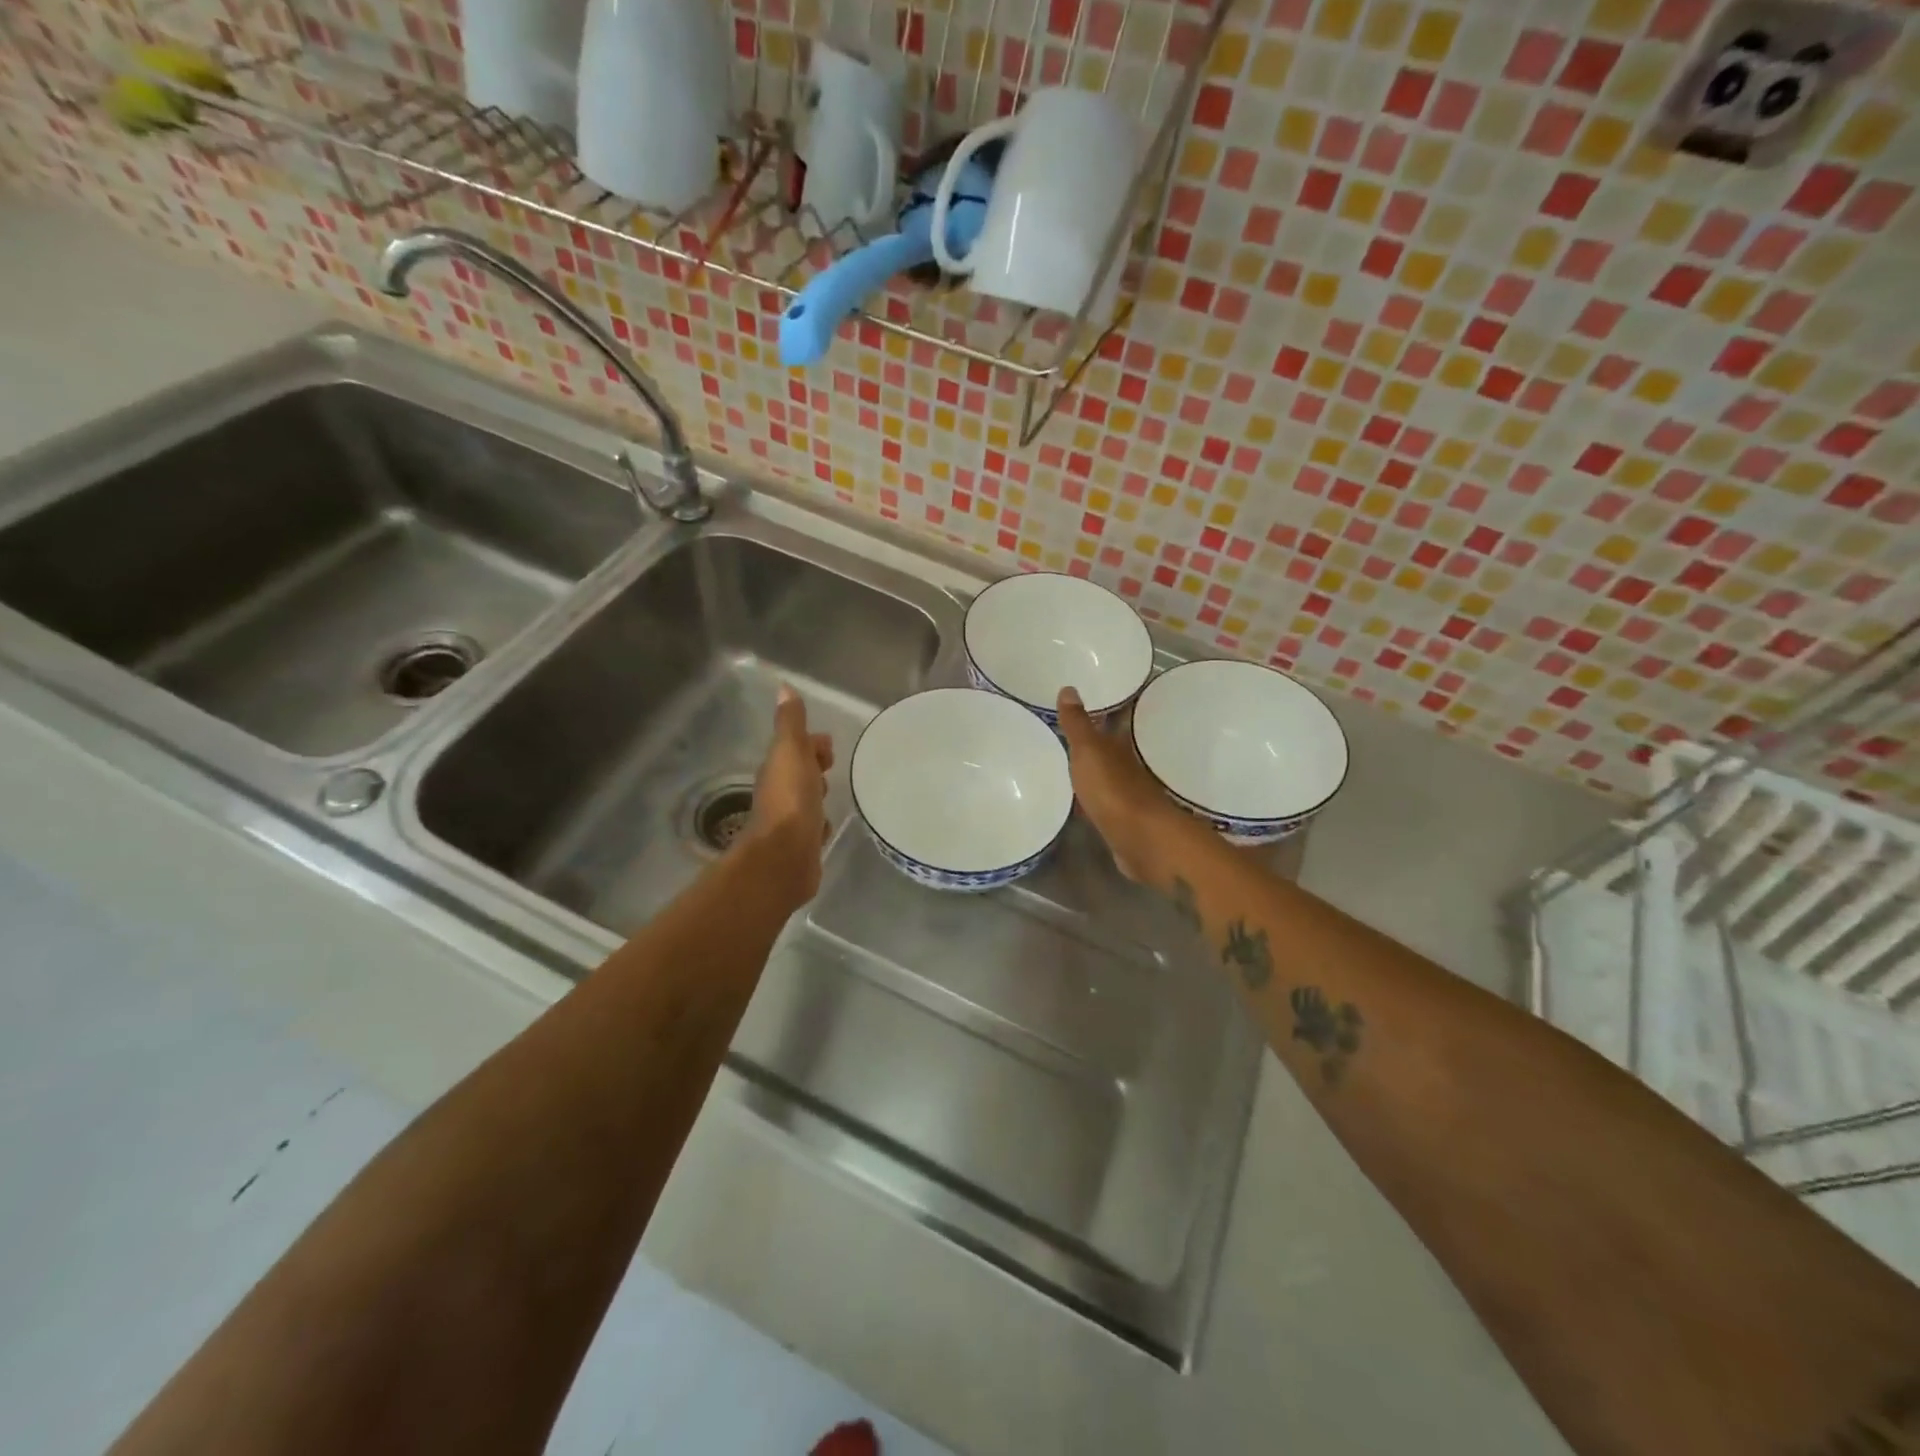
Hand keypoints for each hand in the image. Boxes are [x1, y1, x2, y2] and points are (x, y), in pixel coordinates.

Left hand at [740, 685, 834, 900]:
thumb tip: (783, 687)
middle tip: (832, 765)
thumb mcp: (791, 752)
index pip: (794, 749)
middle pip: (798, 773)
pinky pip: (812, 828)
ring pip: (805, 800)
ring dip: (815, 794)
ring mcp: (789, 822)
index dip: (811, 744)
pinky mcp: (801, 847)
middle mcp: (779, 794)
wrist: (783, 858)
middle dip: (814, 766)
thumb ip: (790, 723)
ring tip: (832, 794)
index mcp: (777, 769)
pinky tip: (826, 827)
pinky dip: (818, 823)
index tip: (829, 746)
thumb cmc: (790, 800)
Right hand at [1055, 687, 1183, 880]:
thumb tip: (1069, 688)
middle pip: (1109, 748)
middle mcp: (1126, 766)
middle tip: (1067, 731)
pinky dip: (1090, 799)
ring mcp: (1125, 795)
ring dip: (1092, 770)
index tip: (1083, 700)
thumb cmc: (1113, 790)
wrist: (1141, 840)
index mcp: (1119, 746)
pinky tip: (1076, 802)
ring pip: (1105, 775)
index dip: (1100, 710)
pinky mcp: (1120, 822)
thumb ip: (1077, 724)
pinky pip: (1101, 803)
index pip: (1111, 720)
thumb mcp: (1088, 751)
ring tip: (1066, 764)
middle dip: (1093, 740)